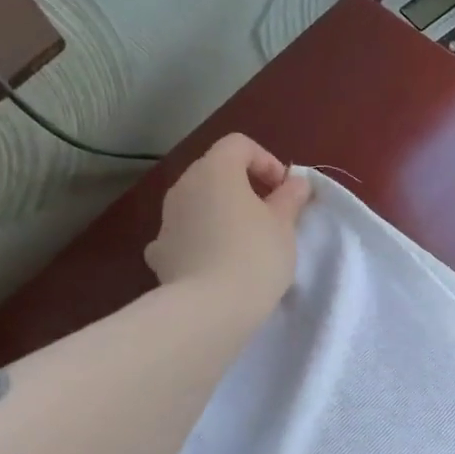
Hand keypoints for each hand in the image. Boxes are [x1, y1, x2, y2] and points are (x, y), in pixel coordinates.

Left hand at [146, 134, 310, 319]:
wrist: (210, 309)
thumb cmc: (255, 256)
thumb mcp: (284, 225)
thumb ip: (290, 198)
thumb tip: (295, 182)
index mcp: (214, 170)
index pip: (239, 145)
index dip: (267, 161)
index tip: (284, 192)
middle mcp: (183, 186)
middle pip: (215, 172)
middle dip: (244, 187)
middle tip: (270, 216)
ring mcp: (166, 220)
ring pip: (198, 203)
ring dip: (221, 213)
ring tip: (245, 243)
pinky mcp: (159, 252)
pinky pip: (183, 234)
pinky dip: (199, 240)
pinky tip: (213, 262)